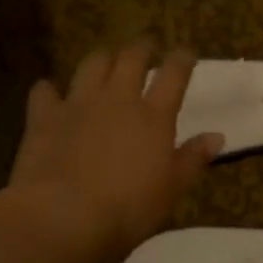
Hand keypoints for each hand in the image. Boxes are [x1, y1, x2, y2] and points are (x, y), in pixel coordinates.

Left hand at [8, 45, 223, 262]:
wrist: (64, 215)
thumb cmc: (128, 207)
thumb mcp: (172, 188)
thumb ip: (193, 158)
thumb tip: (217, 136)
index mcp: (154, 116)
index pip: (174, 75)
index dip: (182, 59)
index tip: (186, 51)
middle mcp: (118, 99)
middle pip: (131, 59)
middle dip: (141, 48)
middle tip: (146, 47)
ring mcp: (78, 104)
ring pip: (92, 65)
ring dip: (102, 59)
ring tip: (106, 60)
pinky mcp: (44, 117)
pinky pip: (45, 91)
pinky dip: (49, 89)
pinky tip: (50, 93)